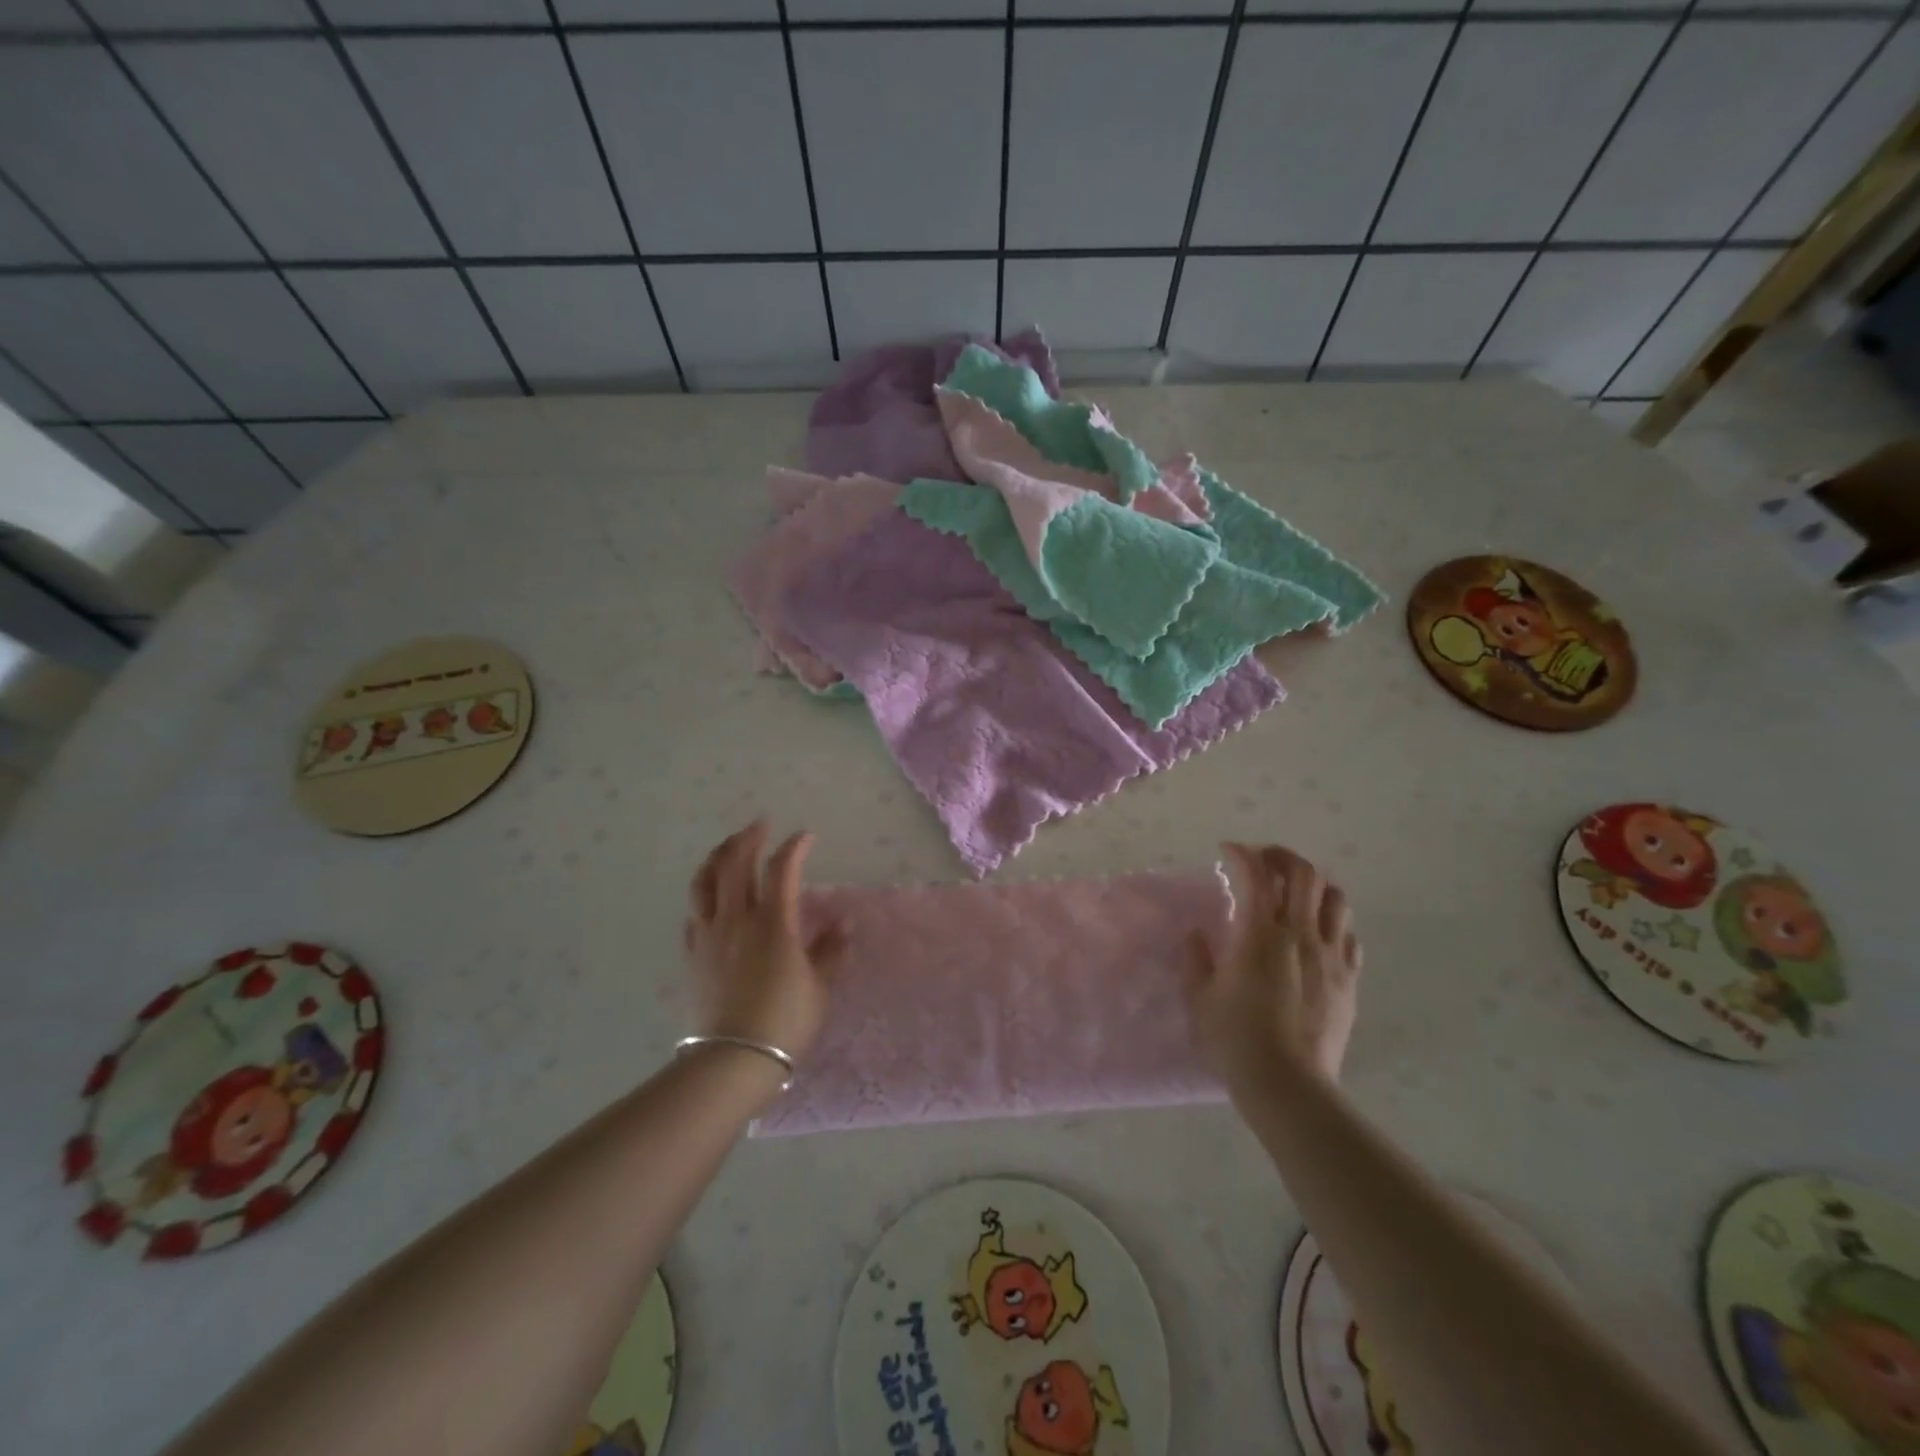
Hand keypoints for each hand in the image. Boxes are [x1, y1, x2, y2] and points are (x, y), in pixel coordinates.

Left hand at [685, 821, 847, 1060]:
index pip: (782, 868)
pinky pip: (694, 913)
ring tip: (727, 847)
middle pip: (736, 863)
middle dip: (748, 838)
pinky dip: (703, 895)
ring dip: (717, 857)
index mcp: (773, 922)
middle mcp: (737, 919)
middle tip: (759, 826)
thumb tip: (843, 924)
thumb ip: (831, 950)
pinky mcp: (692, 955)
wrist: (733, 1060)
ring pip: (705, 881)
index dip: (794, 847)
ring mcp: (709, 935)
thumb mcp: (820, 987)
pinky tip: (710, 897)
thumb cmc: (785, 1021)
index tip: (805, 837)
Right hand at [1185, 844, 1361, 1095]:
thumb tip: (1197, 935)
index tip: (1227, 852)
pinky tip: (1317, 934)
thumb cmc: (1235, 1039)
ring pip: (1335, 898)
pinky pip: (1349, 936)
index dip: (1242, 854)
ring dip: (1314, 885)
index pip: (1257, 875)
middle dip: (1282, 856)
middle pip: (1304, 874)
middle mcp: (1301, 935)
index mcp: (1261, 934)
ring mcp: (1331, 957)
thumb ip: (1197, 959)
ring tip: (1294, 893)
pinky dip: (1332, 922)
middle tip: (1262, 861)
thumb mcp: (1200, 998)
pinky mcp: (1348, 980)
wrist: (1288, 1085)